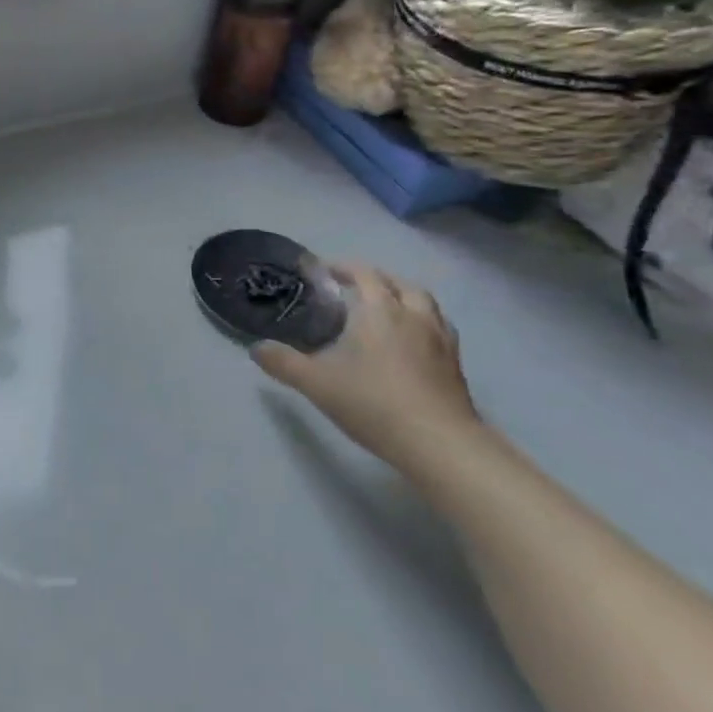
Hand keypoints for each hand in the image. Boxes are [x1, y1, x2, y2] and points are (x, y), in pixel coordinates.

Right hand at [252, 262, 478, 471]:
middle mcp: (413, 315)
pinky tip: (413, 340)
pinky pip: (440, 328)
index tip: (322, 271)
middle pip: (398, 283)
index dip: (343, 267)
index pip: (363, 273)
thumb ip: (283, 363)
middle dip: (375, 279)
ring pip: (425, 303)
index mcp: (379, 310)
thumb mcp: (316, 383)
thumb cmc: (373, 402)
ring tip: (386, 308)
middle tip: (353, 288)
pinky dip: (424, 322)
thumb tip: (256, 349)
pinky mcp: (456, 365)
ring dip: (404, 297)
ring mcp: (440, 339)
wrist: (439, 444)